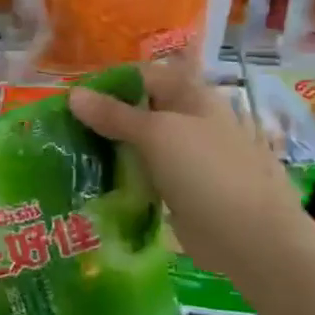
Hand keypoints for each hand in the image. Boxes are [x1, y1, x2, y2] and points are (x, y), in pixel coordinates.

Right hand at [68, 57, 301, 281]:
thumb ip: (114, 114)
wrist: (251, 239)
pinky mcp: (181, 189)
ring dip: (111, 147)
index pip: (144, 75)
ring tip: (71, 152)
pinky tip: (95, 180)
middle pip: (140, 109)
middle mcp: (191, 121)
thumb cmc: (207, 173)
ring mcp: (187, 157)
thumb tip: (72, 94)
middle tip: (64, 126)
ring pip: (140, 143)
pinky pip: (145, 174)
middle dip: (105, 116)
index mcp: (193, 96)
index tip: (73, 98)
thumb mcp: (156, 134)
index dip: (109, 81)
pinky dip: (123, 175)